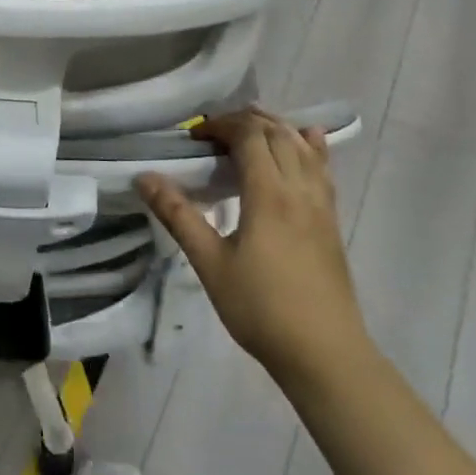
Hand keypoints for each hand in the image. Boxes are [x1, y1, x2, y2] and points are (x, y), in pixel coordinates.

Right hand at [137, 110, 374, 394]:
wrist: (325, 353)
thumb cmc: (261, 308)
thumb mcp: (209, 263)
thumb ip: (178, 215)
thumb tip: (145, 177)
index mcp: (269, 194)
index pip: (249, 136)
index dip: (221, 125)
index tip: (194, 137)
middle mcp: (300, 188)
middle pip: (276, 132)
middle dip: (244, 121)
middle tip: (212, 134)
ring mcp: (321, 204)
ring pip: (302, 145)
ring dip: (274, 128)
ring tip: (247, 131)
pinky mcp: (331, 220)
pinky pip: (322, 167)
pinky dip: (309, 146)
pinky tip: (306, 140)